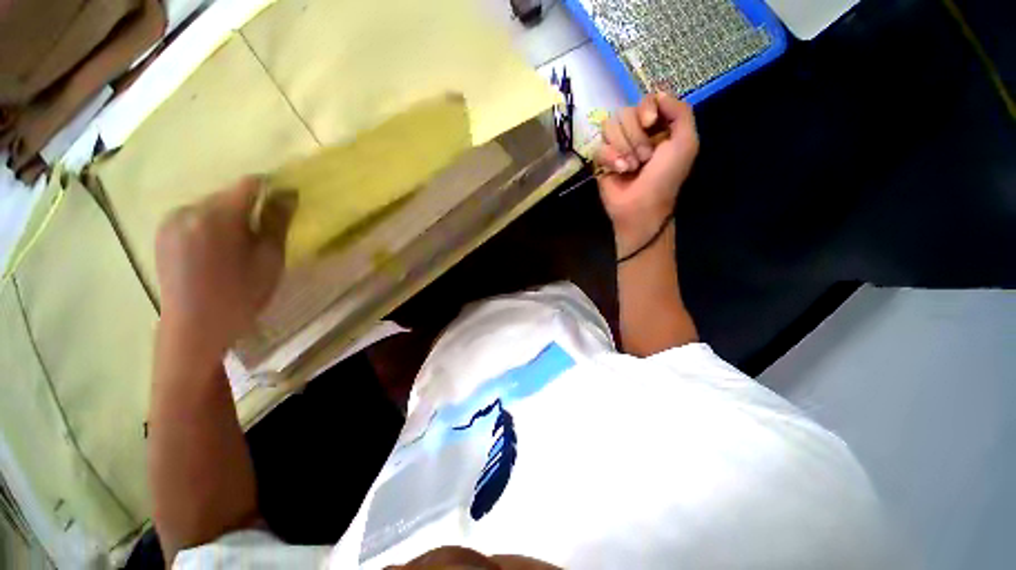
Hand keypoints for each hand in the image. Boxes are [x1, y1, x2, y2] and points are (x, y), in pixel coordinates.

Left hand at [155, 177, 295, 358]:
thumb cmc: (241, 295)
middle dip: (248, 209)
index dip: (270, 190)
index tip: (282, 206)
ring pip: (210, 206)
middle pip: (228, 195)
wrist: (194, 327)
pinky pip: (194, 217)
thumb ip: (277, 222)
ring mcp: (171, 220)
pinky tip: (214, 251)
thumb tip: (288, 193)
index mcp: (219, 216)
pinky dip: (210, 226)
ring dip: (228, 218)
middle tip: (260, 236)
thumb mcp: (270, 259)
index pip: (248, 184)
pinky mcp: (162, 232)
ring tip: (236, 247)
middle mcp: (190, 210)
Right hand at [595, 93, 698, 250]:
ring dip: (624, 149)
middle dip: (636, 137)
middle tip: (645, 158)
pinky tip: (620, 171)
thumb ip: (680, 112)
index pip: (645, 100)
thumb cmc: (666, 178)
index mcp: (658, 126)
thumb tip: (658, 94)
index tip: (650, 124)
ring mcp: (617, 145)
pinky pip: (600, 146)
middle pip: (625, 112)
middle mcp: (636, 132)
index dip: (646, 109)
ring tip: (631, 167)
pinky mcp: (601, 160)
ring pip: (610, 127)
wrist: (642, 206)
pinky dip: (611, 159)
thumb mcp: (686, 143)